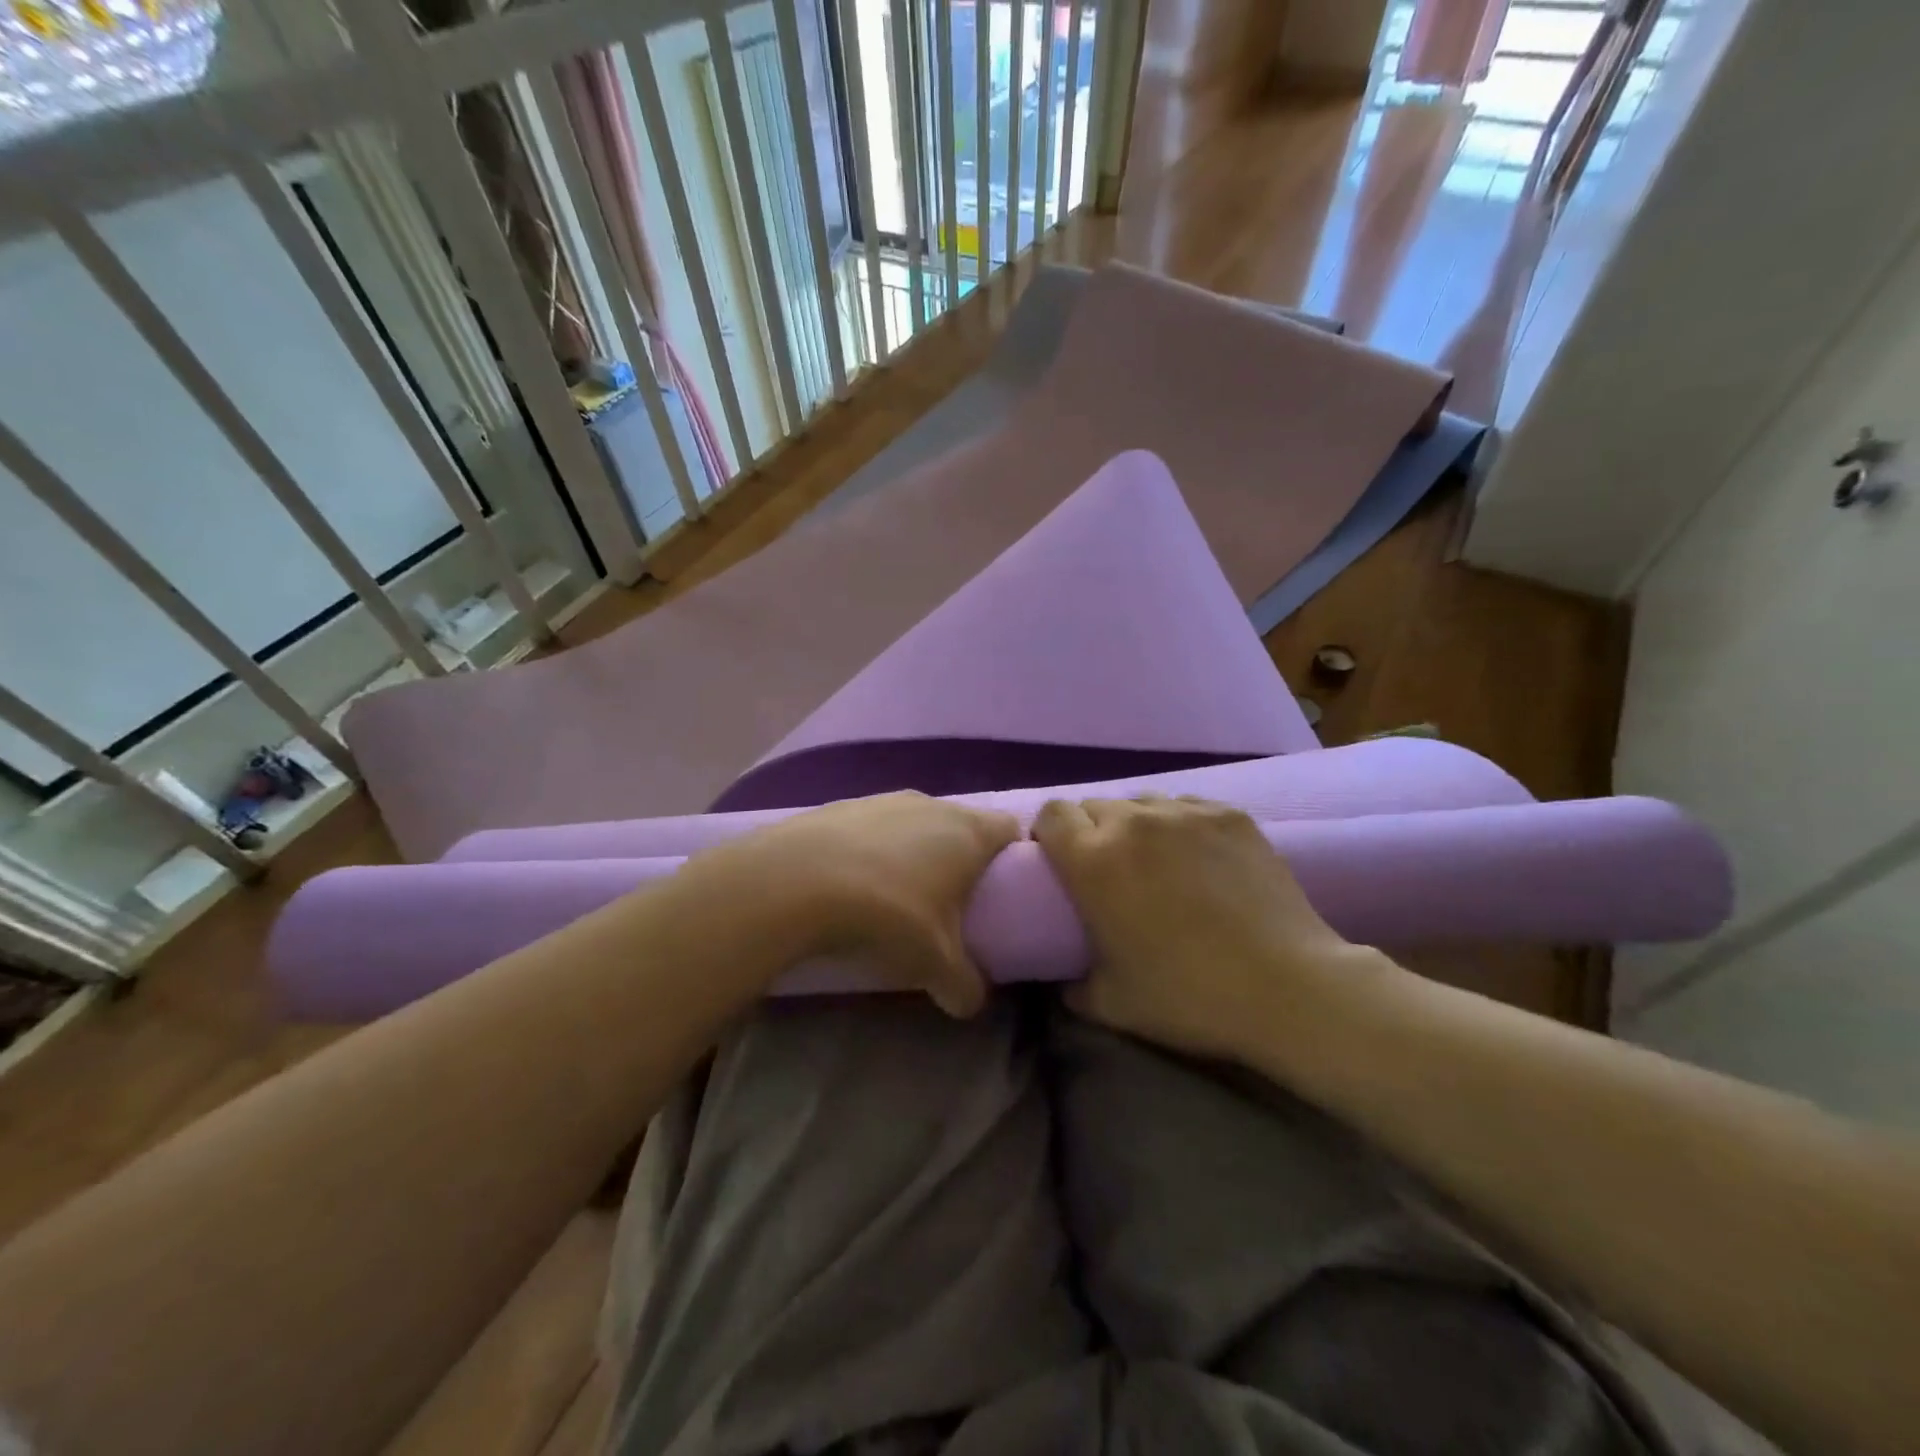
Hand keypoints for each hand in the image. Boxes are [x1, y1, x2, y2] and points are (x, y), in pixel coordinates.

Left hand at [682, 792, 1020, 1016]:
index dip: (1013, 857)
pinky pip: (872, 827)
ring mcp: (882, 799)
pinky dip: (871, 851)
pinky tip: (852, 884)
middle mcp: (931, 804)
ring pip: (915, 823)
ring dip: (913, 853)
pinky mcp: (840, 805)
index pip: (1010, 830)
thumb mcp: (935, 963)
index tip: (1003, 889)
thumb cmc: (888, 915)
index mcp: (967, 832)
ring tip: (896, 896)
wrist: (794, 883)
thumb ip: (965, 985)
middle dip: (959, 860)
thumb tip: (971, 1002)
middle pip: (961, 825)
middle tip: (950, 903)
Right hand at [1033, 795, 1375, 1061]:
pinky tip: (1200, 859)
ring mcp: (1185, 813)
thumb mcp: (1111, 1005)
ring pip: (1141, 802)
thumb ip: (1074, 987)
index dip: (1049, 835)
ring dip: (1136, 826)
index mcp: (1092, 860)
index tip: (1059, 863)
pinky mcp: (1230, 814)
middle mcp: (1132, 822)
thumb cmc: (1189, 996)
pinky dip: (1180, 825)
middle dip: (1091, 831)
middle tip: (1110, 871)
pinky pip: (1187, 806)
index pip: (1052, 815)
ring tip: (1157, 862)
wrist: (1288, 987)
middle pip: (1094, 806)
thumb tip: (1066, 980)